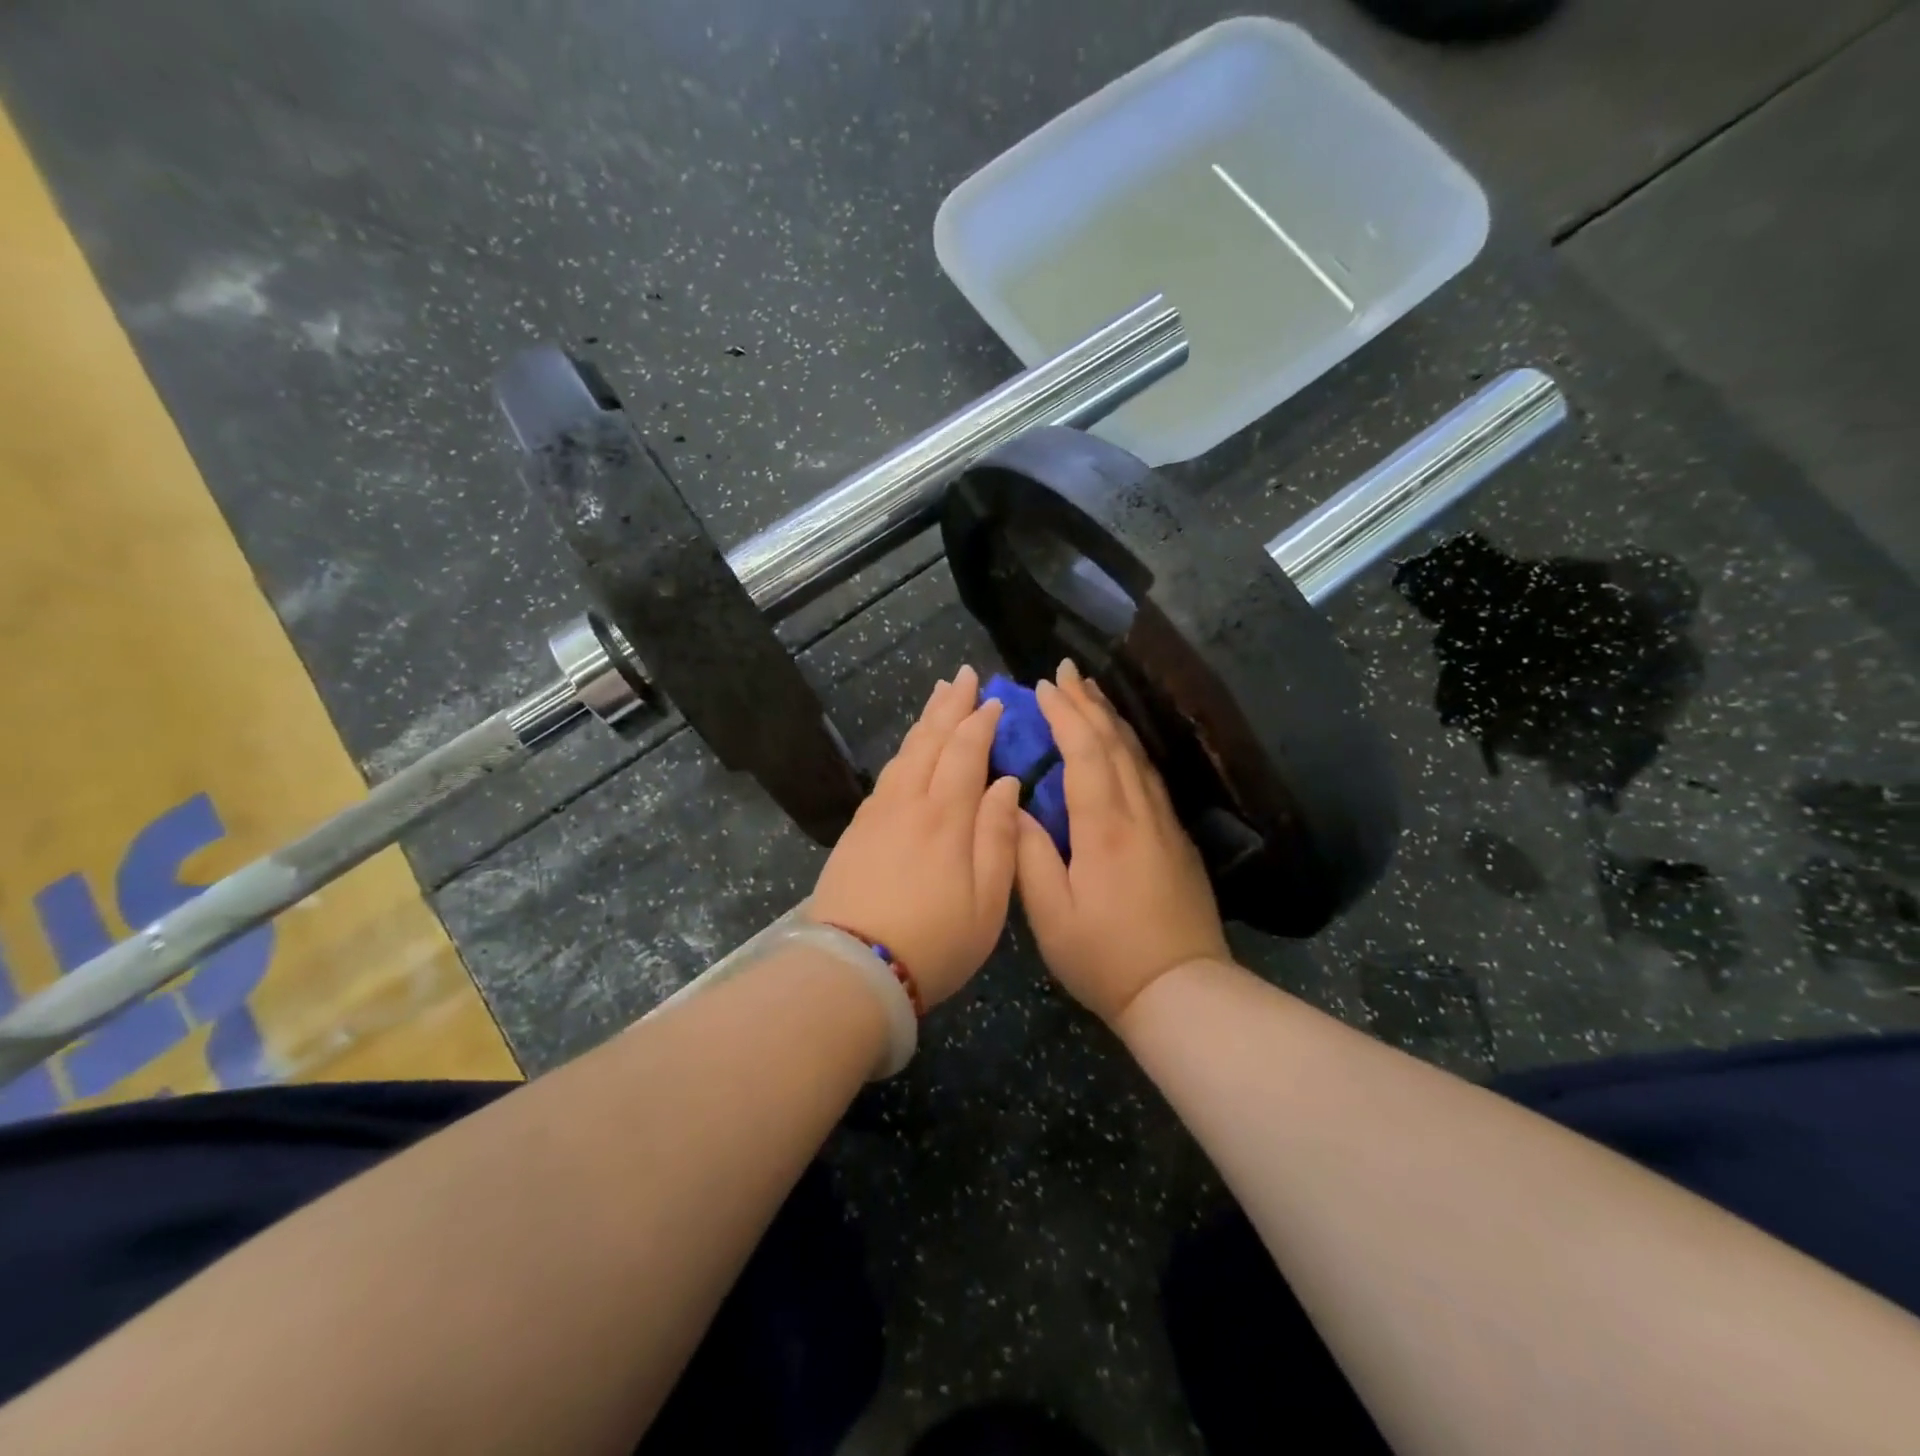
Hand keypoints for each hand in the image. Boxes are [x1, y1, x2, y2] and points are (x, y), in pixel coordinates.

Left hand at [810, 665, 1021, 1007]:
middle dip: (950, 705)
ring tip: (938, 696)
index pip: (966, 752)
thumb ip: (999, 836)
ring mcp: (878, 813)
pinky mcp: (857, 829)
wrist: (853, 969)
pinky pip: (887, 774)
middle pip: (931, 741)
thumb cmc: (935, 942)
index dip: (982, 723)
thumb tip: (1006, 782)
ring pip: (905, 753)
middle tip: (963, 674)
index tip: (995, 699)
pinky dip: (904, 750)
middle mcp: (910, 802)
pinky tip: (909, 750)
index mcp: (947, 816)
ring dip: (925, 721)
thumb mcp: (988, 901)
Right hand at [1014, 659, 1230, 1024]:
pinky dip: (1129, 748)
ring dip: (1112, 719)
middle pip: (1115, 742)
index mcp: (1104, 827)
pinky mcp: (1176, 839)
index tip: (1043, 686)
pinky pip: (1149, 776)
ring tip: (1090, 693)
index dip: (1064, 714)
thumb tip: (1014, 804)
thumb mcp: (1052, 915)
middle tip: (1066, 670)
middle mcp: (1139, 813)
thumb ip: (1028, 854)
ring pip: (1137, 755)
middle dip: (1088, 702)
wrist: (1182, 990)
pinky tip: (1120, 745)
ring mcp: (1164, 824)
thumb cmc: (1106, 957)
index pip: (1085, 751)